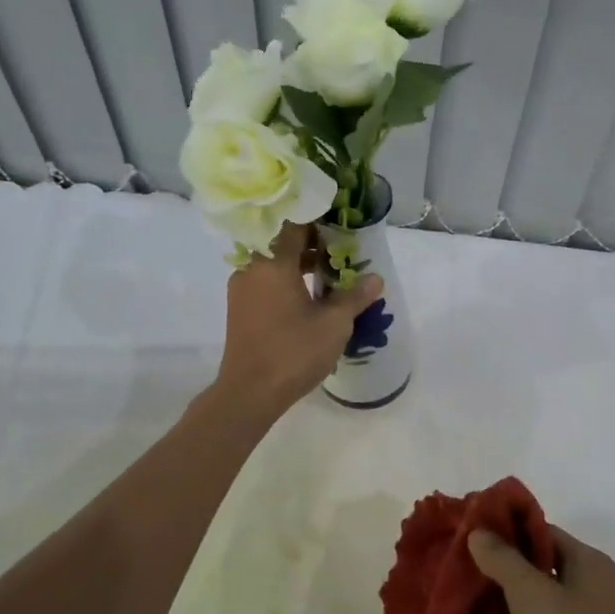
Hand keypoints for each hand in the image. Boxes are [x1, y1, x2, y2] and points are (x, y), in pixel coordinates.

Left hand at [217, 223, 382, 414]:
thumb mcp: (334, 324)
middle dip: (311, 243)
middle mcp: (252, 268)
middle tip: (340, 250)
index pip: (293, 224)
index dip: (317, 220)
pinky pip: (265, 281)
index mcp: (272, 263)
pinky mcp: (239, 308)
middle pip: (281, 242)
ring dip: (297, 263)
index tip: (339, 223)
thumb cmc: (293, 352)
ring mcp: (242, 289)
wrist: (250, 392)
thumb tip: (375, 278)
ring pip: (272, 263)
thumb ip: (354, 297)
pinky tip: (307, 297)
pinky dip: (285, 280)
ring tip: (328, 274)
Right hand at [469, 524, 614, 613]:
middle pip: (538, 573)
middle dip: (499, 577)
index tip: (466, 536)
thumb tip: (479, 531)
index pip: (541, 532)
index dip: (505, 531)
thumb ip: (504, 561)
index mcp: (588, 564)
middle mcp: (592, 592)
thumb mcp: (533, 595)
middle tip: (458, 578)